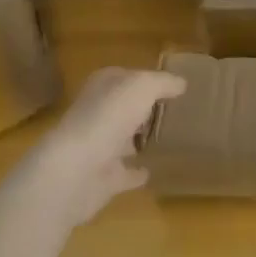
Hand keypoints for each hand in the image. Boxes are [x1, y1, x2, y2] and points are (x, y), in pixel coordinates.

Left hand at [19, 67, 184, 228]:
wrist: (74, 171)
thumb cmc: (108, 117)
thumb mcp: (142, 87)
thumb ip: (163, 83)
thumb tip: (181, 83)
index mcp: (103, 87)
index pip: (126, 77)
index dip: (146, 79)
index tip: (172, 86)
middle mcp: (97, 113)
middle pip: (124, 108)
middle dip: (143, 110)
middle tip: (175, 112)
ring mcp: (98, 147)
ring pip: (123, 139)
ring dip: (138, 140)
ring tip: (169, 139)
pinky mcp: (101, 179)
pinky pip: (124, 173)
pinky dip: (135, 173)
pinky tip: (153, 172)